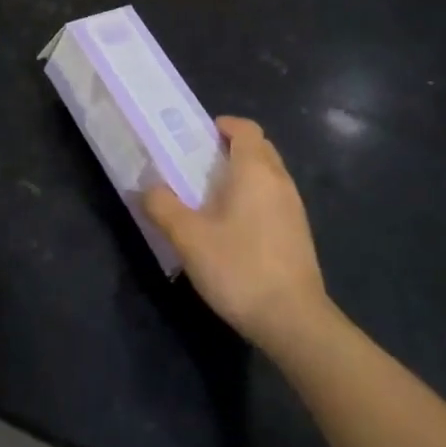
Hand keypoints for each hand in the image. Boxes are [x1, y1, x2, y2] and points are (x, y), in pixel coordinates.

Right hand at [144, 117, 328, 356]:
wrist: (294, 321)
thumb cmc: (239, 267)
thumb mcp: (189, 238)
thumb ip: (163, 206)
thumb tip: (146, 188)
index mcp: (255, 169)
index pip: (245, 128)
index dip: (223, 125)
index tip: (200, 137)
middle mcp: (280, 180)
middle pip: (259, 148)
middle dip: (232, 148)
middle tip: (200, 164)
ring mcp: (294, 208)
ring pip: (268, 175)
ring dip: (244, 175)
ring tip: (212, 196)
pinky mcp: (299, 234)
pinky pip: (274, 199)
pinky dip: (255, 198)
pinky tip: (234, 228)